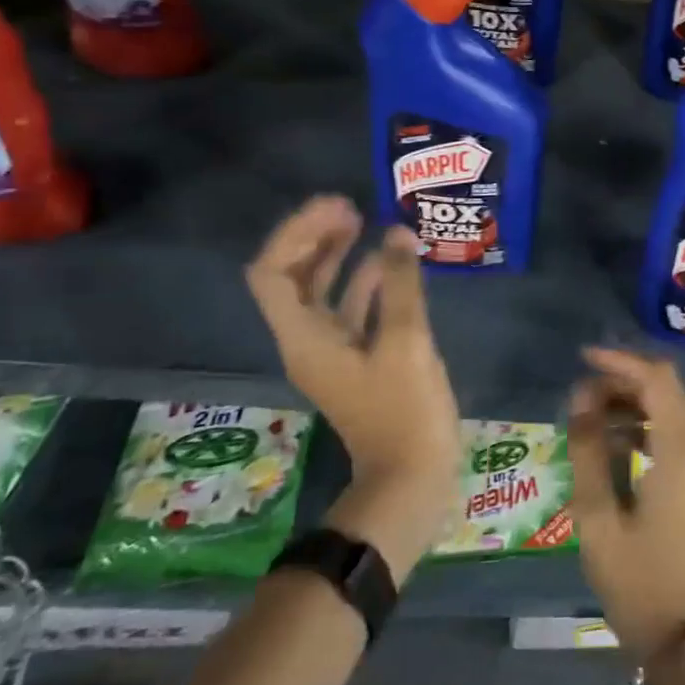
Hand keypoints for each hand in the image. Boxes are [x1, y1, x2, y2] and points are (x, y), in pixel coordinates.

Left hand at [246, 195, 461, 578]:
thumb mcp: (407, 341)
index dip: (298, 234)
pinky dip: (364, 280)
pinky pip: (350, 308)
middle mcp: (308, 340)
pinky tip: (392, 263)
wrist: (411, 477)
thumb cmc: (404, 411)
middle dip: (315, 238)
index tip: (338, 208)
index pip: (273, 273)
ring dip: (337, 255)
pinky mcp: (358, 358)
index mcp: (305, 338)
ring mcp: (333, 351)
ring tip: (368, 222)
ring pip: (321, 291)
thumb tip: (397, 232)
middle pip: (292, 277)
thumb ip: (401, 284)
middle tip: (352, 207)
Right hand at [567, 347, 684, 658]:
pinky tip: (612, 443)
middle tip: (580, 396)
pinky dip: (643, 425)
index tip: (583, 359)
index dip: (620, 362)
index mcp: (681, 450)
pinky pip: (672, 431)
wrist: (681, 634)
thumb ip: (589, 449)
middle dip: (622, 381)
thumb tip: (581, 396)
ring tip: (588, 417)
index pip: (656, 379)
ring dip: (631, 402)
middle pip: (664, 387)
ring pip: (668, 407)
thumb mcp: (598, 515)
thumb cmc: (636, 578)